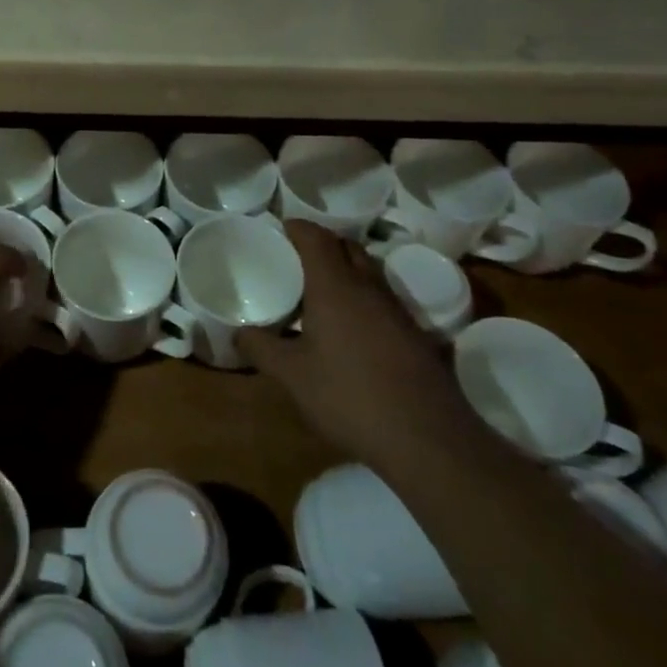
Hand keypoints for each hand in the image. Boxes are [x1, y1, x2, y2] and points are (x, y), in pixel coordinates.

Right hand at [239, 221, 474, 462]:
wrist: (427, 439)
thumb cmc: (349, 396)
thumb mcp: (292, 376)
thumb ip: (262, 348)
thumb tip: (238, 332)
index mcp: (335, 286)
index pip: (316, 238)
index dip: (297, 227)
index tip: (281, 228)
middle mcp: (368, 288)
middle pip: (347, 247)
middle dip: (323, 244)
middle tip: (297, 258)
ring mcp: (398, 310)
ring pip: (369, 272)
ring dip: (346, 270)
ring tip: (320, 291)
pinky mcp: (417, 335)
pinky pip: (383, 300)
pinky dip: (363, 299)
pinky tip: (351, 329)